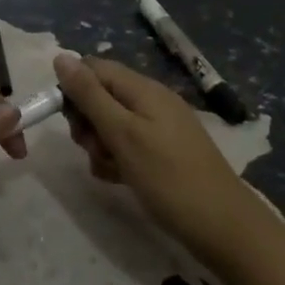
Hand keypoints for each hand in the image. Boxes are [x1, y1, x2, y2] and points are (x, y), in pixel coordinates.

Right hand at [55, 53, 273, 271]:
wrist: (222, 226)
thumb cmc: (168, 177)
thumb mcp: (122, 134)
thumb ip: (90, 95)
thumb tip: (61, 57)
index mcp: (143, 89)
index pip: (93, 68)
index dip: (73, 89)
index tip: (68, 121)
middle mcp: (150, 101)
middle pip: (100, 96)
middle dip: (87, 122)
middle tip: (93, 149)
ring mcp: (158, 127)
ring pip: (110, 124)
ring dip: (99, 144)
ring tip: (110, 169)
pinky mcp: (162, 152)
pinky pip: (127, 145)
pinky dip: (117, 159)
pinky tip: (119, 179)